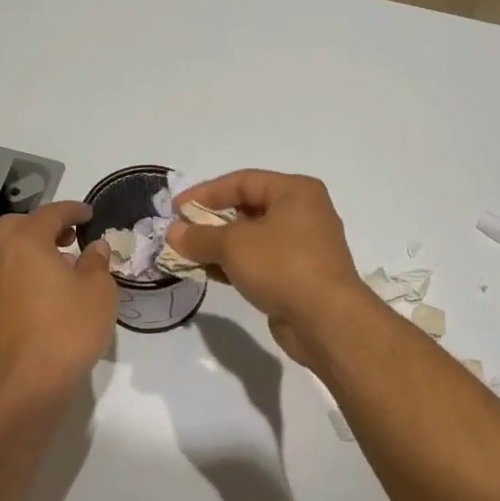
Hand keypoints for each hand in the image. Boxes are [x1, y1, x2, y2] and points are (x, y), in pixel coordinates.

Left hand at [0, 200, 115, 401]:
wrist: (32, 383)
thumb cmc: (70, 328)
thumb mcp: (99, 290)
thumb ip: (96, 262)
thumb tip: (94, 248)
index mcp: (26, 243)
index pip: (50, 214)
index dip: (73, 210)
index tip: (89, 214)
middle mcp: (0, 258)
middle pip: (15, 225)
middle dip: (41, 224)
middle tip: (68, 236)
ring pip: (4, 251)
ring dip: (29, 247)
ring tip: (59, 263)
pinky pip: (4, 275)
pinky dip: (22, 270)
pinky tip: (45, 289)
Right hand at [166, 171, 373, 366]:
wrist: (326, 320)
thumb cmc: (283, 266)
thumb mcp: (234, 245)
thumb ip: (200, 236)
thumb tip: (173, 232)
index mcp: (296, 192)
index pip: (242, 181)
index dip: (206, 192)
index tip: (175, 209)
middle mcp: (304, 213)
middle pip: (248, 208)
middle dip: (211, 220)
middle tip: (181, 232)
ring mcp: (303, 246)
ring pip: (253, 238)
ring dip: (220, 245)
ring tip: (188, 254)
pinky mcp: (299, 275)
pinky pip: (261, 261)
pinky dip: (236, 264)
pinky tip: (209, 273)